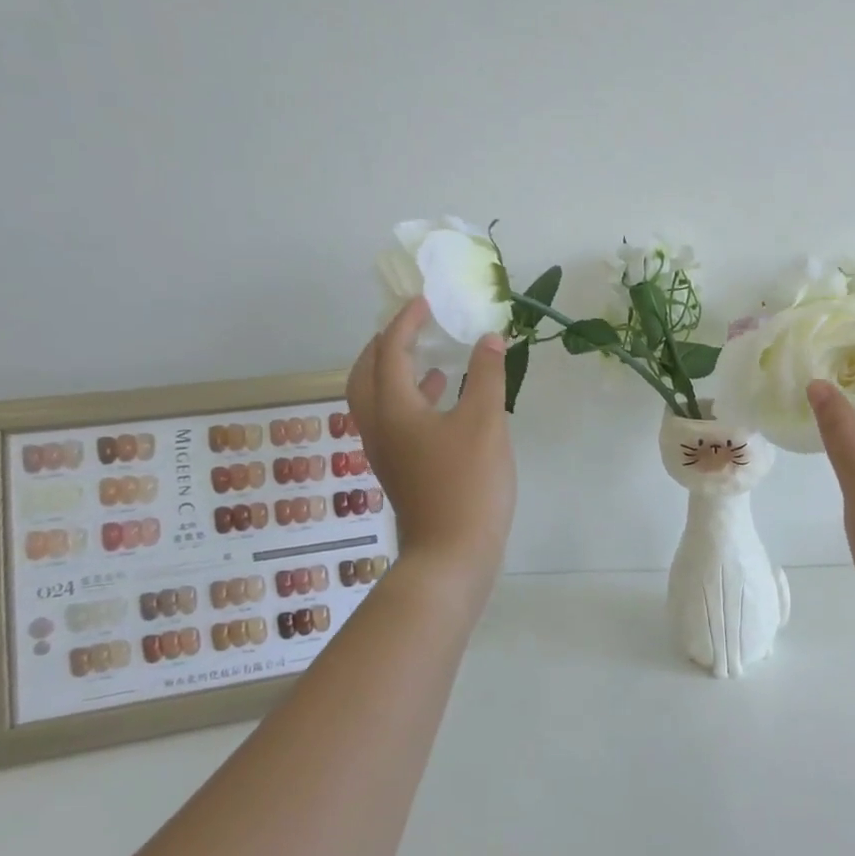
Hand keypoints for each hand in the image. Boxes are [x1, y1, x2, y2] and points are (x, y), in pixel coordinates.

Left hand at [346, 297, 515, 600]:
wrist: (451, 554)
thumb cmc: (467, 483)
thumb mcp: (485, 422)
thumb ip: (487, 375)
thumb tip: (489, 338)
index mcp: (394, 409)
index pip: (389, 352)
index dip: (405, 323)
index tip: (424, 302)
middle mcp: (380, 427)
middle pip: (365, 375)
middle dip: (383, 346)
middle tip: (410, 327)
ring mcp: (387, 452)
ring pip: (377, 400)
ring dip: (395, 373)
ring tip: (428, 358)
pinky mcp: (401, 470)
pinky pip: (395, 421)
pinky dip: (413, 400)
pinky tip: (445, 401)